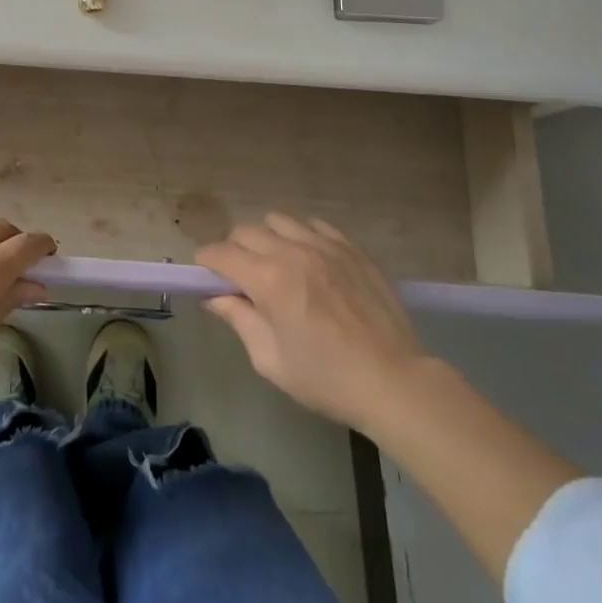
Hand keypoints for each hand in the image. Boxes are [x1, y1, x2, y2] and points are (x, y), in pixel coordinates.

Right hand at [197, 213, 427, 432]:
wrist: (395, 381)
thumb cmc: (327, 379)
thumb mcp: (271, 360)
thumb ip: (239, 320)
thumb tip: (214, 298)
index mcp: (268, 280)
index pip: (221, 253)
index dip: (207, 262)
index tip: (206, 274)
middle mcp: (292, 251)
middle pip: (246, 231)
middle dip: (234, 250)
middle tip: (241, 277)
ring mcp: (324, 244)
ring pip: (278, 221)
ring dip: (267, 239)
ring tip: (277, 265)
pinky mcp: (350, 247)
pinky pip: (314, 225)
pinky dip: (301, 236)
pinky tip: (309, 260)